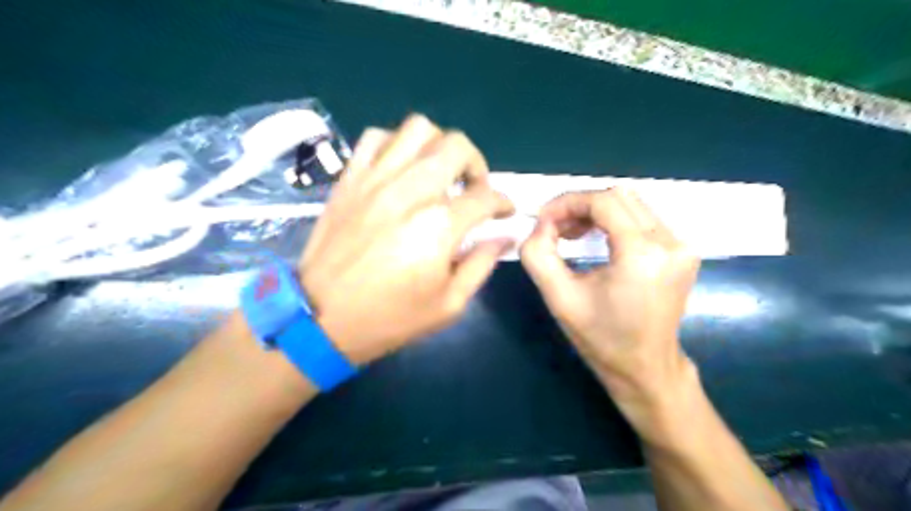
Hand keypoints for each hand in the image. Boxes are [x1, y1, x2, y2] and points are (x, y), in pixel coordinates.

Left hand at [299, 114, 511, 364]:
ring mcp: (376, 178)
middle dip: (476, 165)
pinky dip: (396, 144)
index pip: (486, 196)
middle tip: (473, 189)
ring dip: (438, 146)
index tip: (504, 212)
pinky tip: (400, 169)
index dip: (503, 202)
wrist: (322, 317)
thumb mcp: (448, 304)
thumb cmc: (390, 317)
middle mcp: (410, 190)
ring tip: (438, 173)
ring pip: (418, 129)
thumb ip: (481, 264)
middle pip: (456, 146)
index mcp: (438, 225)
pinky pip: (377, 137)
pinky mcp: (350, 178)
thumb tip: (504, 236)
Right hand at [515, 188, 698, 438]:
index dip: (567, 202)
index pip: (603, 202)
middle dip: (580, 205)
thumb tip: (541, 223)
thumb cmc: (601, 338)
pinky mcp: (683, 251)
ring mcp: (683, 246)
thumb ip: (538, 255)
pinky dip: (614, 220)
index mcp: (642, 255)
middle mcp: (671, 243)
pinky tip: (598, 239)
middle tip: (556, 228)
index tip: (543, 219)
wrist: (645, 368)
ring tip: (573, 234)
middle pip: (619, 197)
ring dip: (597, 211)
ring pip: (632, 204)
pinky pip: (644, 218)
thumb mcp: (559, 298)